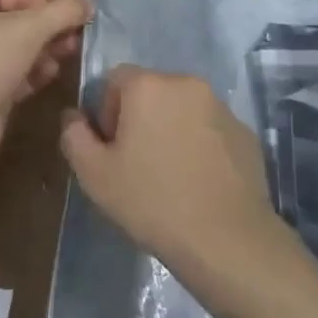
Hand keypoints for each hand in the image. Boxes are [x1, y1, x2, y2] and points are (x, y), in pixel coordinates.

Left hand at [0, 0, 91, 162]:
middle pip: (14, 24)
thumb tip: (89, 3)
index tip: (58, 11)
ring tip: (68, 55)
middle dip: (46, 28)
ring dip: (44, 52)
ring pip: (17, 53)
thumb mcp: (31, 26)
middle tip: (74, 35)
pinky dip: (34, 75)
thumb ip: (62, 12)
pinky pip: (14, 79)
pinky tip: (51, 76)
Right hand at [60, 65, 300, 290]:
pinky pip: (210, 127)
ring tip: (170, 175)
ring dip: (171, 128)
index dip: (106, 111)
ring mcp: (220, 105)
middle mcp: (186, 82)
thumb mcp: (95, 175)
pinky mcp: (244, 130)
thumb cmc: (152, 201)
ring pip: (182, 108)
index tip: (112, 148)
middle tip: (137, 163)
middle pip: (151, 90)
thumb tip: (73, 115)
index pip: (115, 78)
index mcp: (148, 85)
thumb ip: (74, 136)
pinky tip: (199, 181)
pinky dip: (200, 143)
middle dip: (140, 118)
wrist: (227, 239)